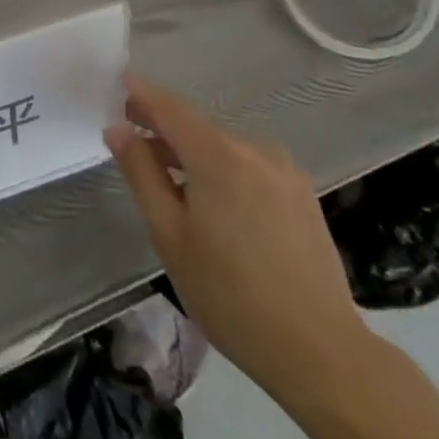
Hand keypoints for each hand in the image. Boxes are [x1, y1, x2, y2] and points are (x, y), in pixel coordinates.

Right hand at [105, 76, 371, 405]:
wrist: (322, 355)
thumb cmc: (230, 294)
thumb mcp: (169, 234)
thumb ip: (140, 173)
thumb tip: (118, 129)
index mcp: (218, 155)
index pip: (169, 106)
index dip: (140, 92)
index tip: (115, 83)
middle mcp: (254, 151)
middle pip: (196, 125)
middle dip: (162, 127)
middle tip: (131, 137)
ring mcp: (284, 172)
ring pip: (223, 147)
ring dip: (192, 152)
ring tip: (168, 180)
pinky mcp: (302, 195)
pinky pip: (248, 166)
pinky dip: (222, 169)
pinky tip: (213, 203)